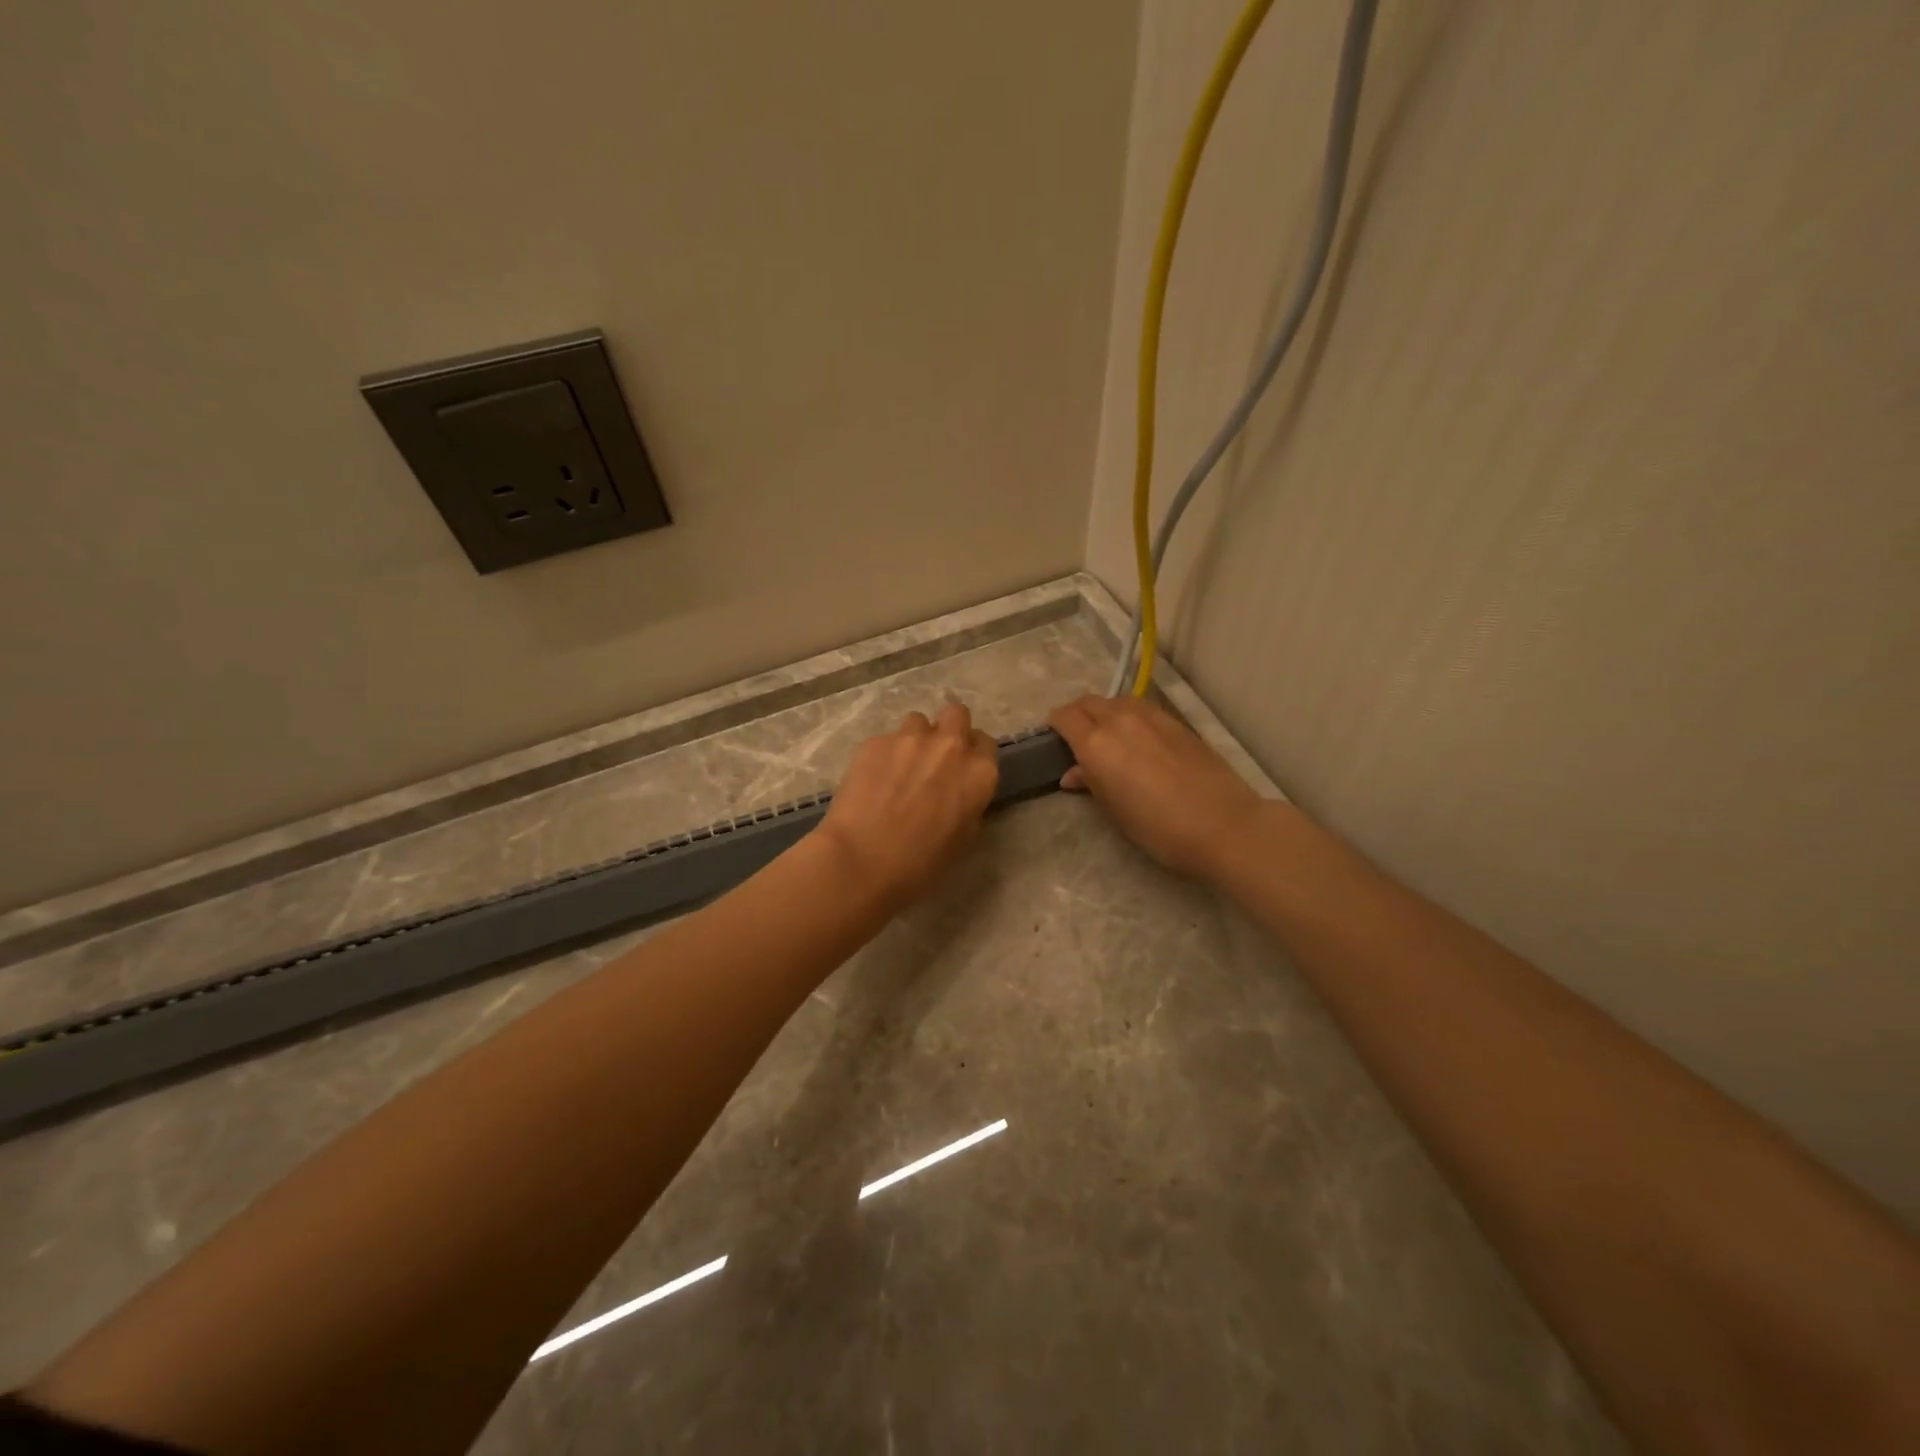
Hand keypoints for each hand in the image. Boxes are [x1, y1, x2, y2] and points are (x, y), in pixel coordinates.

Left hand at [817, 703, 999, 910]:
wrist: (861, 861)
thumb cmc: (920, 864)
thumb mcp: (964, 839)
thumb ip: (969, 804)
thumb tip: (960, 794)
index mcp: (979, 773)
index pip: (986, 743)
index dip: (973, 755)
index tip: (961, 771)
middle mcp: (950, 746)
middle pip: (957, 715)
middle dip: (949, 730)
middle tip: (935, 758)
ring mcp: (910, 739)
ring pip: (918, 722)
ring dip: (914, 739)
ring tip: (899, 767)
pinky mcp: (875, 741)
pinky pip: (886, 739)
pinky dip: (884, 754)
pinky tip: (872, 780)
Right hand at [1048, 694, 1261, 879]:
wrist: (1223, 824)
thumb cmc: (1159, 828)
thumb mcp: (1115, 811)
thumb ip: (1092, 783)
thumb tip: (1073, 773)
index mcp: (1096, 743)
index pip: (1064, 716)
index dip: (1055, 725)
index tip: (1054, 740)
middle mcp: (1120, 720)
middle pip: (1088, 703)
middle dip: (1077, 715)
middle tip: (1077, 739)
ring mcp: (1152, 716)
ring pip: (1116, 702)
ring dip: (1104, 713)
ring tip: (1108, 737)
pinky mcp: (1176, 722)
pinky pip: (1141, 709)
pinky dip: (1129, 717)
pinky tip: (1138, 741)